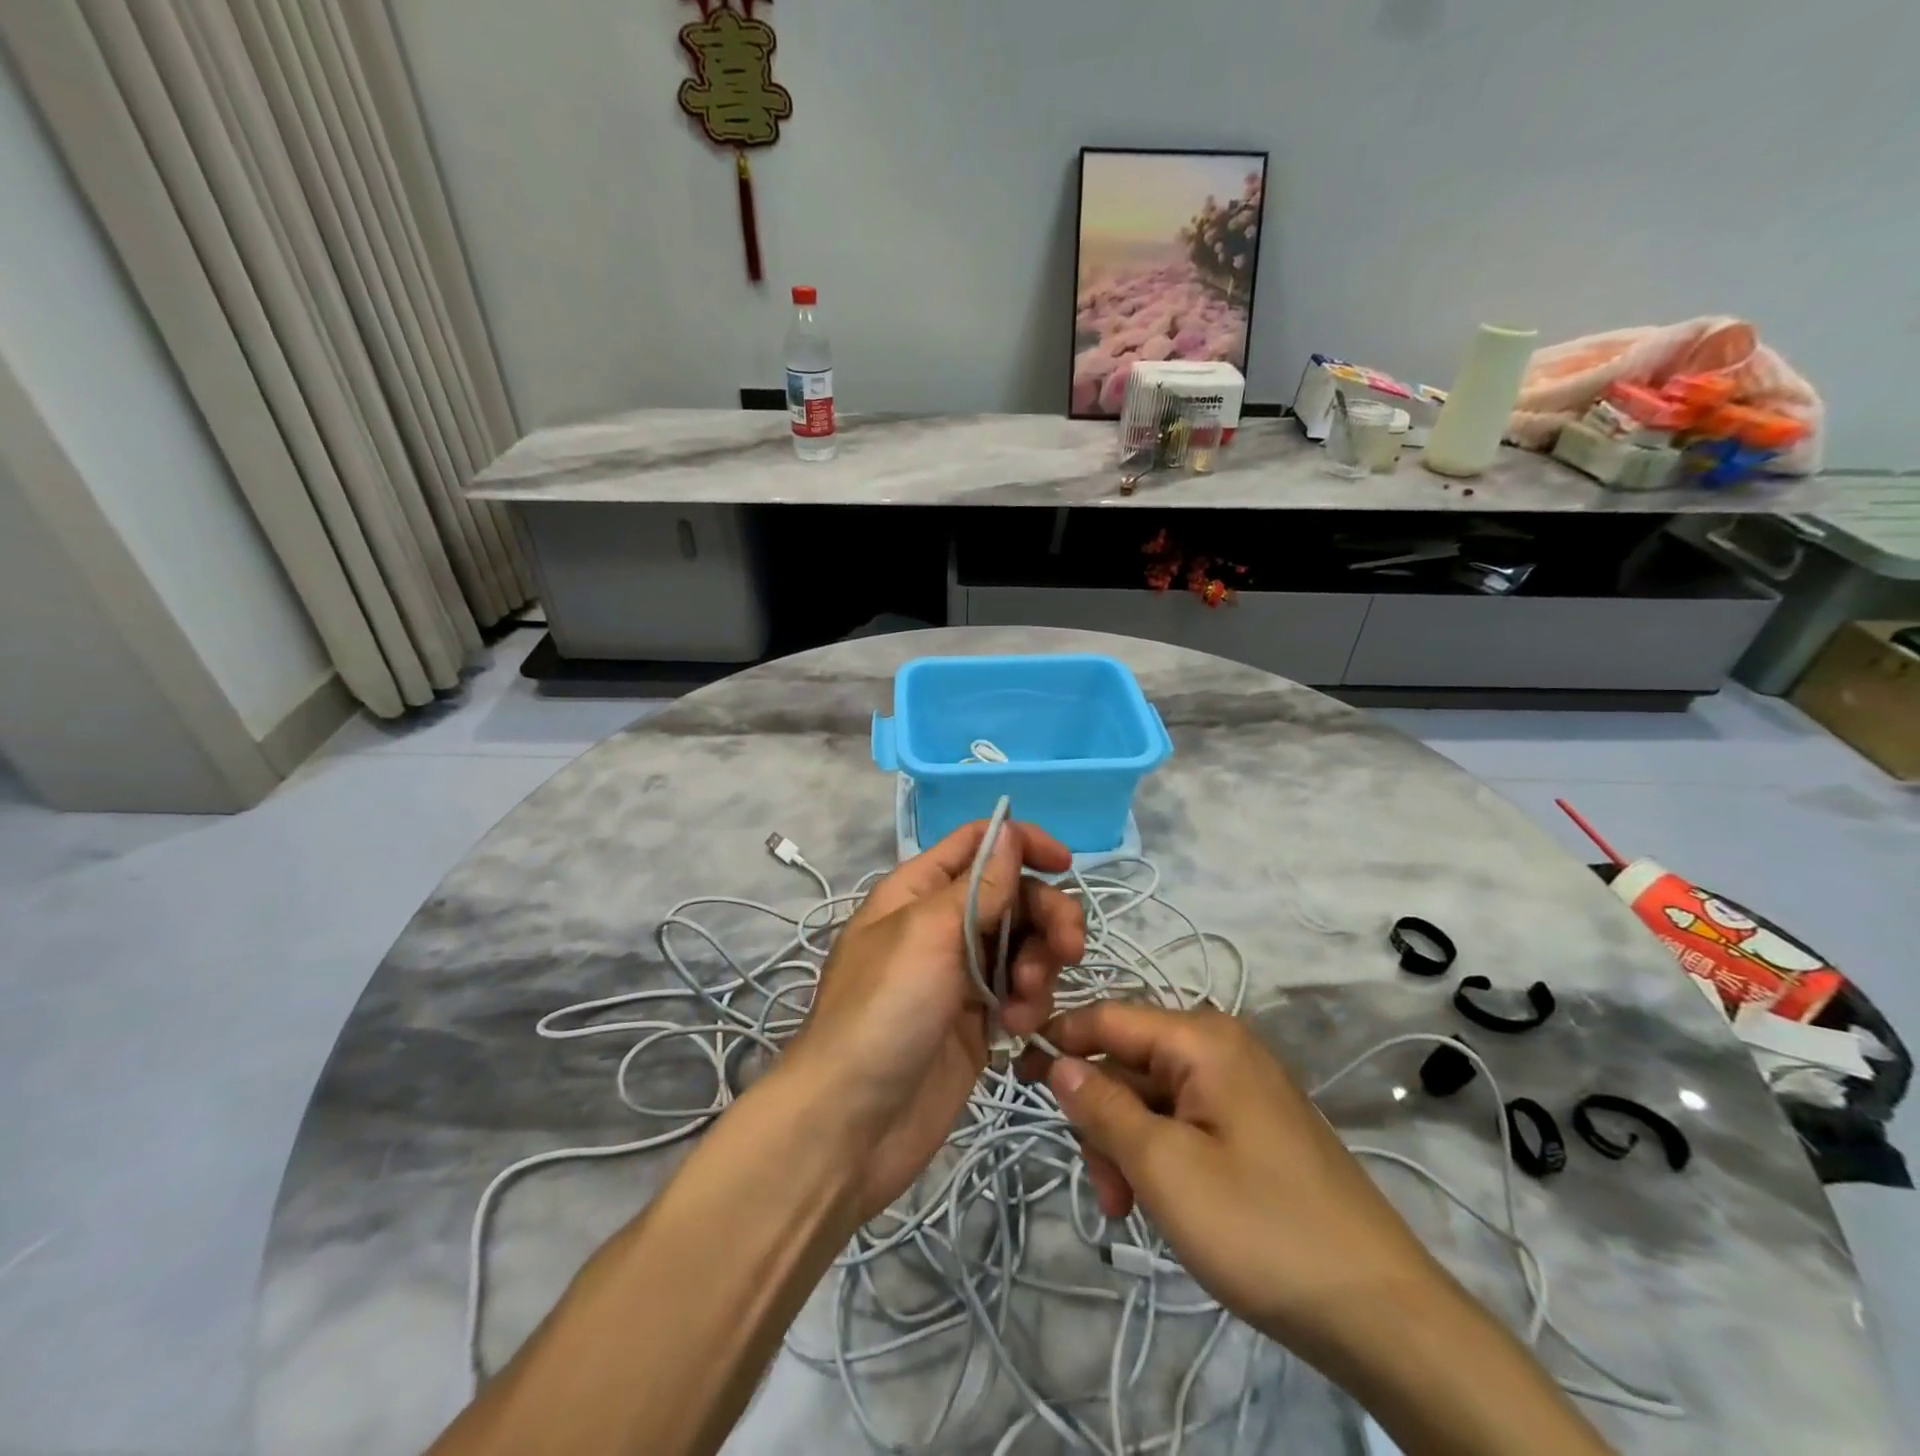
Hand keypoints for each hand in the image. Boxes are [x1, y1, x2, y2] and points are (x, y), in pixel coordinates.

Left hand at [786, 820, 1085, 1222]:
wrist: (850, 1124)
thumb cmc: (883, 1011)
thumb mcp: (929, 933)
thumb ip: (979, 885)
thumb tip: (1010, 831)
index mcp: (918, 890)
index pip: (977, 844)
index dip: (1021, 843)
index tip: (1065, 865)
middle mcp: (941, 924)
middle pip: (1013, 895)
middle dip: (1047, 915)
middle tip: (1069, 948)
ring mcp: (960, 974)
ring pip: (1024, 944)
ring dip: (1039, 965)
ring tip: (1025, 1003)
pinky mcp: (977, 1021)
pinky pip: (1020, 992)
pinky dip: (1028, 1003)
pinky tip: (1015, 1029)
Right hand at [1023, 1004, 1448, 1362]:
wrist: (1381, 1312)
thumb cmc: (1261, 1227)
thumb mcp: (1164, 1168)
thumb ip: (1103, 1109)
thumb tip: (1057, 1063)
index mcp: (1201, 1038)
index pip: (1107, 1018)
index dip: (1058, 1040)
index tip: (1013, 1072)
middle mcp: (1220, 1047)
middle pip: (1128, 1062)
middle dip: (1100, 1118)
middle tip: (1100, 1184)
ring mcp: (1238, 1087)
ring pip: (1151, 1098)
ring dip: (1126, 1146)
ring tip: (1126, 1208)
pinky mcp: (1250, 1126)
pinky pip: (1181, 1122)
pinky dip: (1158, 1156)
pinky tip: (1157, 1203)